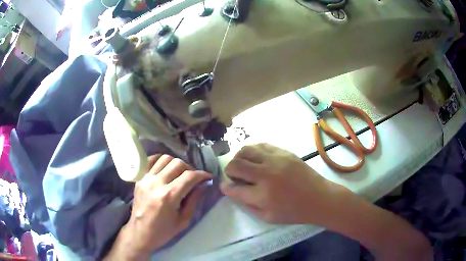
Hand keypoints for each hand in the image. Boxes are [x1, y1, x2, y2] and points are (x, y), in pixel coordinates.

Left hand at [106, 155, 210, 259]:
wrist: (140, 233)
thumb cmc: (163, 231)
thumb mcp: (184, 220)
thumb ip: (194, 200)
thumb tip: (203, 185)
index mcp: (169, 196)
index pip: (189, 176)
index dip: (202, 174)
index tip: (208, 177)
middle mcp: (157, 183)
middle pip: (177, 163)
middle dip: (190, 168)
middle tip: (193, 178)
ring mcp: (146, 179)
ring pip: (165, 158)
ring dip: (176, 163)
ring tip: (180, 173)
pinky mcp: (139, 178)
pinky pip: (151, 160)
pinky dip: (161, 160)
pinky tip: (166, 168)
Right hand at [221, 143, 344, 224]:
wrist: (319, 198)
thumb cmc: (294, 212)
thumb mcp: (268, 217)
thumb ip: (247, 204)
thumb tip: (233, 191)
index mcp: (262, 195)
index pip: (234, 188)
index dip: (225, 187)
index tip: (225, 186)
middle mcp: (266, 174)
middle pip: (236, 165)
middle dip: (229, 170)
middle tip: (234, 176)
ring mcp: (276, 160)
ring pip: (246, 150)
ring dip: (239, 158)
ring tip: (244, 165)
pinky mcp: (284, 152)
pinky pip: (261, 145)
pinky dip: (254, 151)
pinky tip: (257, 159)